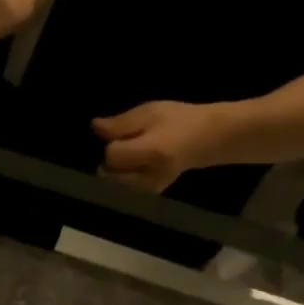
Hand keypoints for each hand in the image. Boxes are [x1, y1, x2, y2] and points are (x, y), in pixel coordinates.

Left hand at [92, 100, 226, 191]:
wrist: (208, 139)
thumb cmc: (179, 120)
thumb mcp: (150, 112)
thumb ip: (121, 123)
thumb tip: (95, 127)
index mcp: (151, 152)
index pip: (111, 155)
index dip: (112, 143)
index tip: (124, 135)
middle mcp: (149, 175)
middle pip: (109, 171)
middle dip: (112, 158)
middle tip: (129, 144)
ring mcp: (150, 187)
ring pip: (114, 180)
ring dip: (117, 167)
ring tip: (136, 153)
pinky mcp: (151, 192)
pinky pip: (125, 185)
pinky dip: (125, 175)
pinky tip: (140, 163)